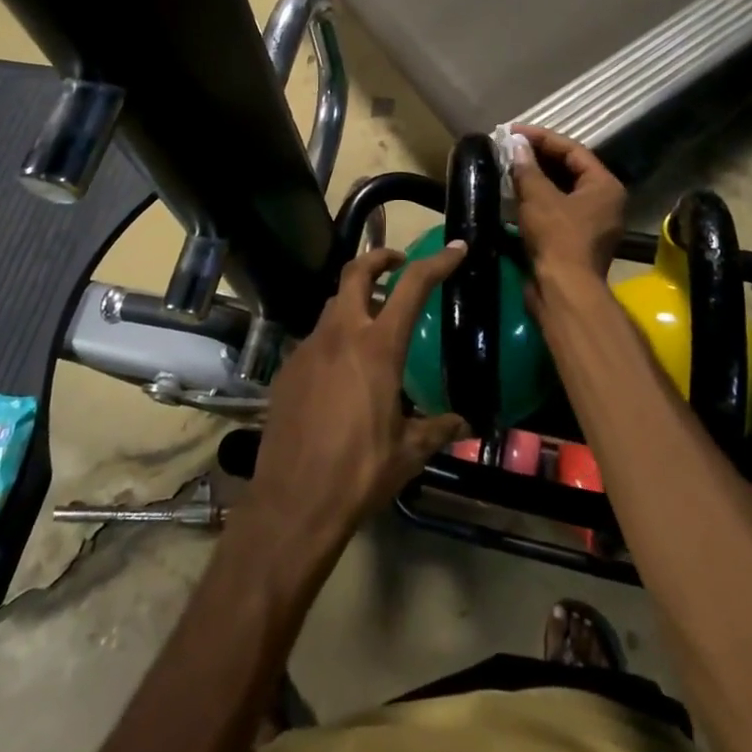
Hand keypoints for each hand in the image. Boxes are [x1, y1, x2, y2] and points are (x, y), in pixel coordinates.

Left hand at [241, 243, 469, 563]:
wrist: (294, 501)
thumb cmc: (360, 472)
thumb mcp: (408, 452)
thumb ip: (438, 429)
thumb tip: (464, 424)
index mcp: (377, 347)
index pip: (412, 287)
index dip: (436, 263)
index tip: (455, 249)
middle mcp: (340, 335)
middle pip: (356, 272)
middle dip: (379, 258)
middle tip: (398, 263)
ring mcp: (308, 349)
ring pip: (332, 305)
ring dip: (354, 300)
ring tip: (373, 321)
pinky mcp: (287, 369)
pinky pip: (315, 340)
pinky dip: (334, 338)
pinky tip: (342, 372)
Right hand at [510, 125, 627, 280]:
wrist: (563, 290)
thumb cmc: (557, 237)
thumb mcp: (539, 197)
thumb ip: (527, 168)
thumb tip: (516, 146)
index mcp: (604, 186)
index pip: (573, 150)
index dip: (542, 138)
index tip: (514, 132)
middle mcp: (604, 202)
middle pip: (569, 170)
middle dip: (538, 158)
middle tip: (510, 148)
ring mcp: (591, 224)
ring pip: (561, 192)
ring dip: (535, 179)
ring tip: (508, 167)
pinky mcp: (575, 241)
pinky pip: (556, 211)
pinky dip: (536, 201)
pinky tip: (514, 195)